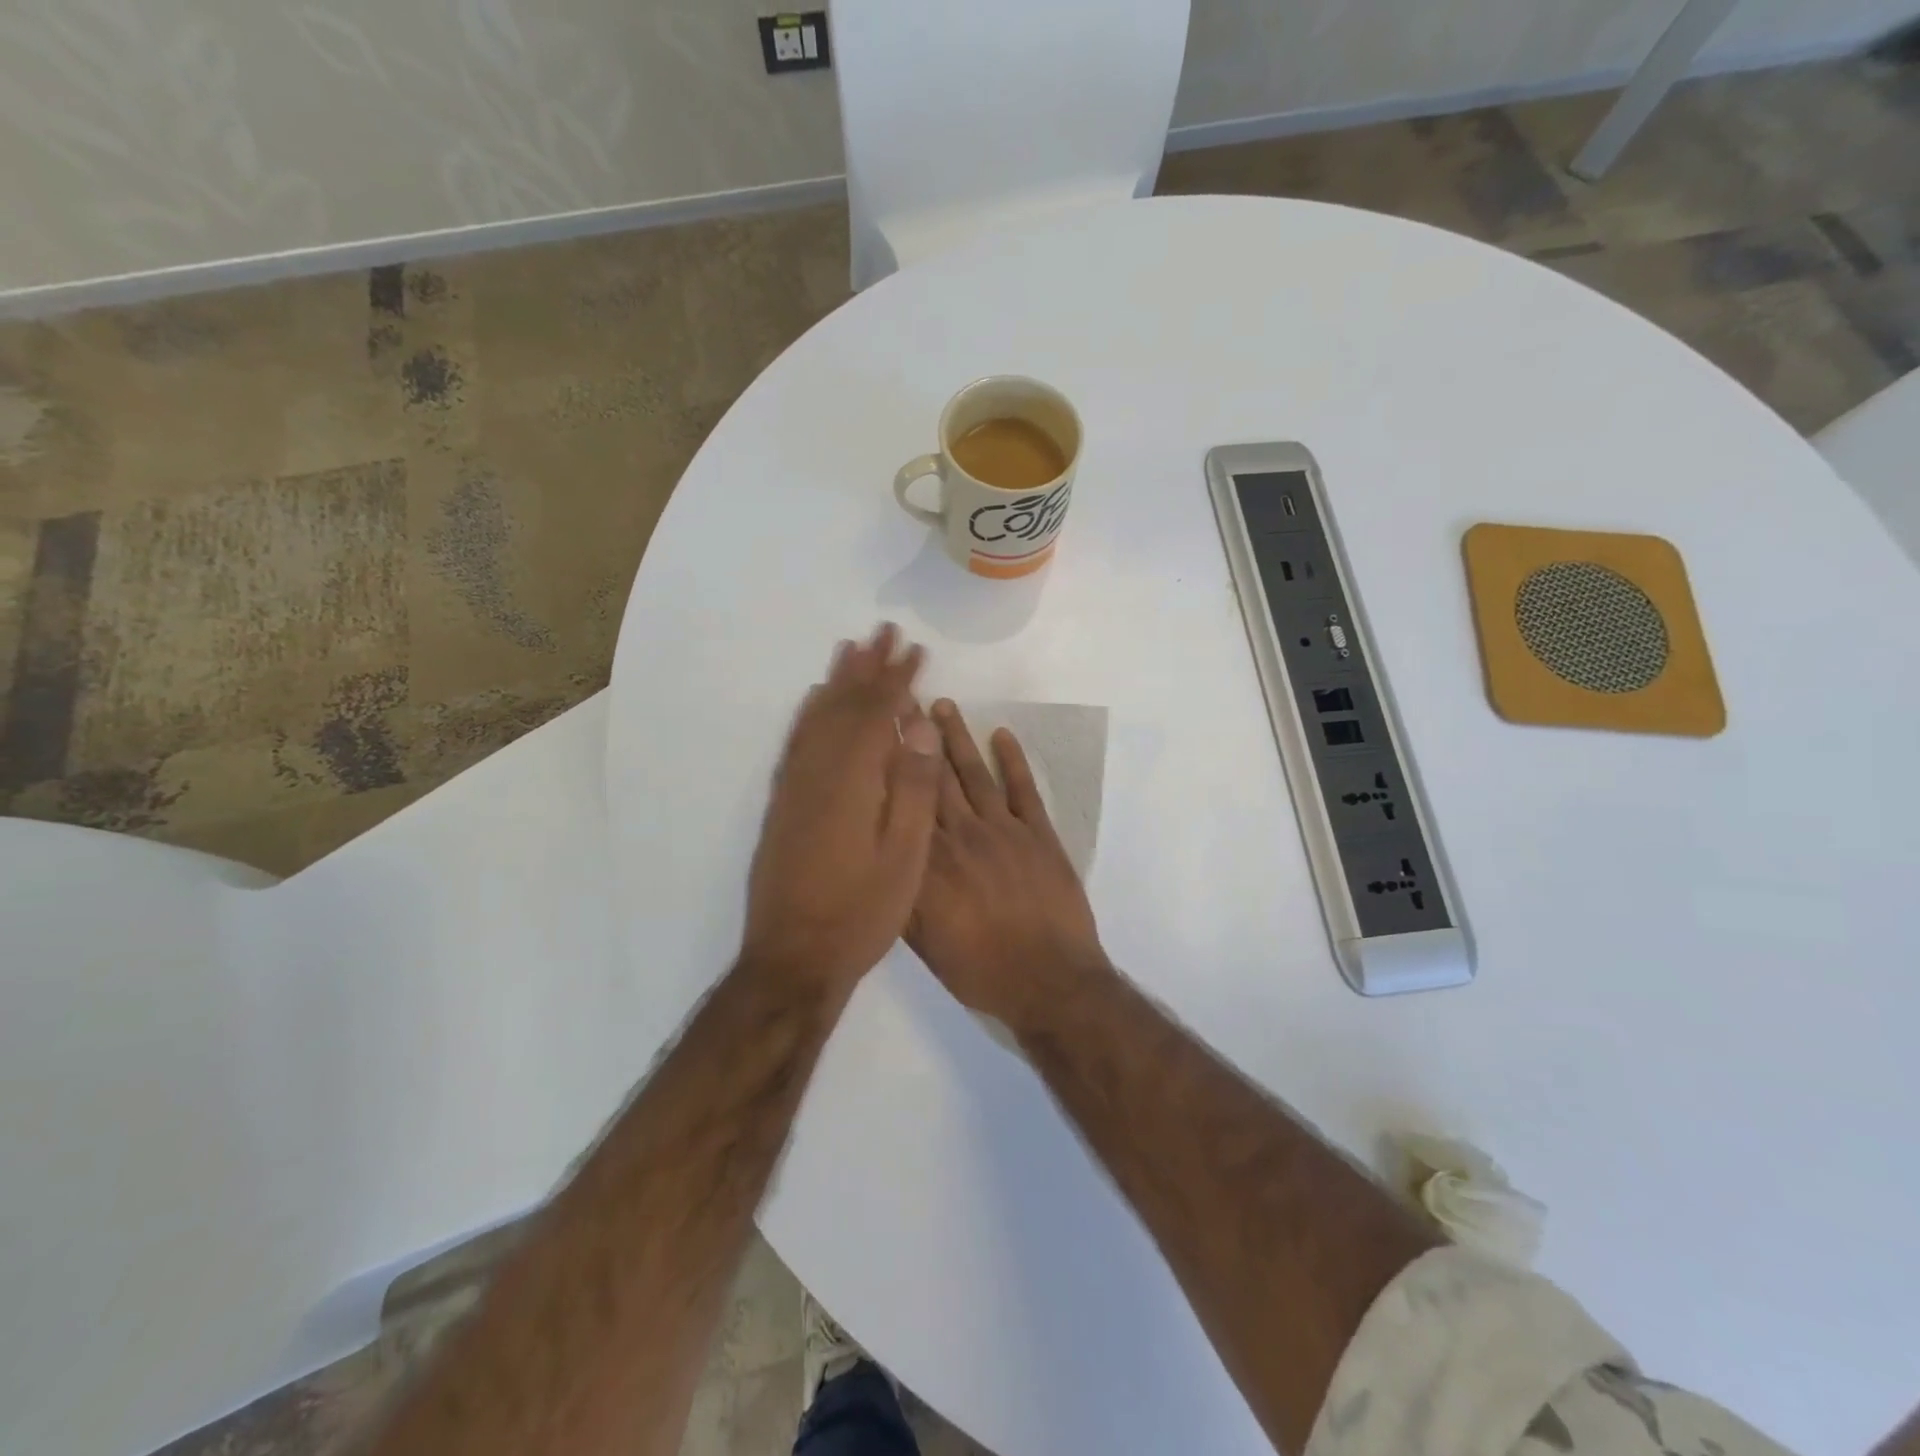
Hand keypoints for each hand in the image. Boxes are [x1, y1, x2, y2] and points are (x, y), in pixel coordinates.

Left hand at [743, 625, 943, 993]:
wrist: (793, 958)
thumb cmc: (861, 911)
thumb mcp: (905, 856)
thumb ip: (913, 787)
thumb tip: (921, 726)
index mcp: (854, 781)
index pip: (879, 714)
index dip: (899, 678)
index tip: (916, 649)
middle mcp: (818, 772)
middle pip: (845, 705)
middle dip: (867, 667)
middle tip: (883, 631)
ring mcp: (795, 787)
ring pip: (817, 718)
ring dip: (836, 682)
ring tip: (850, 650)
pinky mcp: (782, 804)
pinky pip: (796, 743)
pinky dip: (808, 714)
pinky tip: (814, 705)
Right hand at [907, 700, 1108, 1034]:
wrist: (1050, 981)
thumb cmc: (980, 969)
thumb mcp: (923, 944)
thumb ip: (901, 896)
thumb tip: (879, 856)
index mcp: (930, 863)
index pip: (903, 802)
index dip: (889, 764)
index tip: (876, 730)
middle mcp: (962, 836)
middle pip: (934, 777)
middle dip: (917, 737)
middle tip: (903, 698)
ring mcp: (1004, 831)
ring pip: (974, 774)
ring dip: (958, 738)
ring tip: (943, 705)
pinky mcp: (1040, 834)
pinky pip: (1024, 789)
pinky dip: (1014, 760)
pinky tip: (1002, 735)